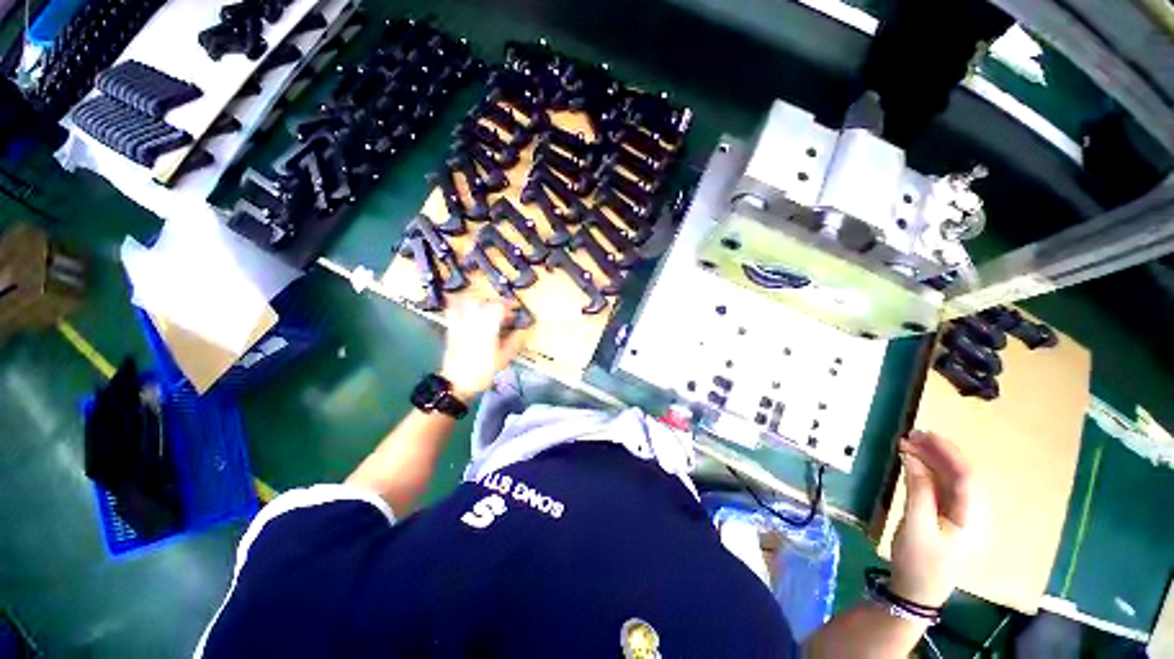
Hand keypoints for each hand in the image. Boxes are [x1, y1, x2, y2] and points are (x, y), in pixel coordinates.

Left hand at [439, 299, 528, 400]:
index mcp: (487, 329)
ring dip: (481, 302)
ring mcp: (460, 324)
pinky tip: (468, 308)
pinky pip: (453, 310)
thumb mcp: (503, 358)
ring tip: (488, 309)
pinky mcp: (452, 328)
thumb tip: (523, 330)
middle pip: (484, 302)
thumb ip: (514, 341)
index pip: (498, 307)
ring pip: (469, 302)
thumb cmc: (483, 371)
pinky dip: (460, 304)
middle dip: (497, 304)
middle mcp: (472, 322)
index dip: (509, 305)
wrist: (457, 382)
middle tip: (505, 312)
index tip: (516, 309)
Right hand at [889, 431, 981, 608]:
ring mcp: (965, 517)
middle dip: (939, 453)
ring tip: (909, 445)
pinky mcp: (952, 518)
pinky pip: (945, 488)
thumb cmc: (918, 561)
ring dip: (933, 460)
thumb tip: (911, 457)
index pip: (968, 477)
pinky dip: (930, 472)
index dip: (948, 453)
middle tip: (911, 436)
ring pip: (954, 480)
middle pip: (964, 475)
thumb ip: (917, 490)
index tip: (923, 434)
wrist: (917, 591)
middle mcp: (976, 515)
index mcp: (973, 519)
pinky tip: (914, 463)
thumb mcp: (915, 526)